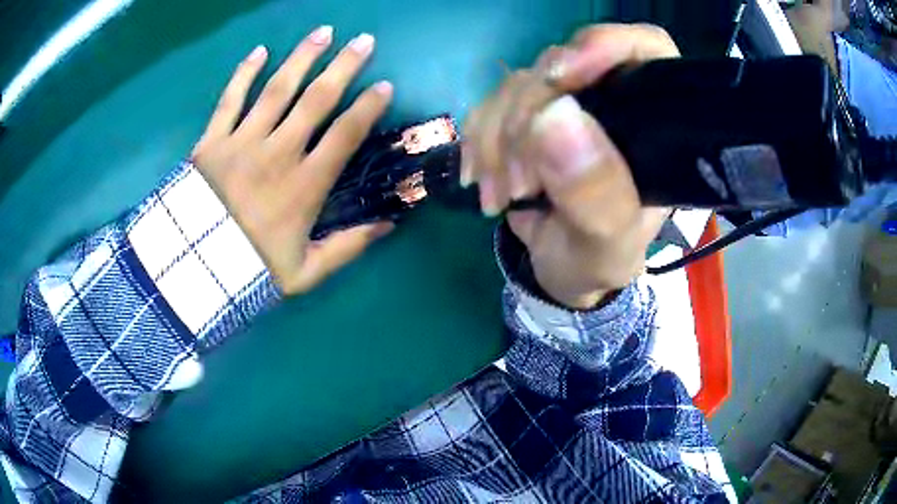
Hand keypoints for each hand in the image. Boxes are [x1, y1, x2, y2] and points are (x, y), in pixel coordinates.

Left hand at [191, 26, 393, 295]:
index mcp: (303, 187)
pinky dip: (244, 74)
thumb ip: (348, 248)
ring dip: (302, 59)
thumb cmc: (251, 270)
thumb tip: (389, 224)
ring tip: (323, 32)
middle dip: (343, 67)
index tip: (385, 86)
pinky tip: (260, 51)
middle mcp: (277, 154)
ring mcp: (241, 143)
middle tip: (363, 41)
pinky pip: (229, 100)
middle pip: (315, 101)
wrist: (195, 272)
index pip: (344, 136)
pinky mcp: (211, 142)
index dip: (367, 108)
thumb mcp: (306, 272)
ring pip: (276, 91)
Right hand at [463, 24, 677, 308]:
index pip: (644, 50)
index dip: (604, 46)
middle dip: (528, 118)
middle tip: (522, 183)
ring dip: (496, 139)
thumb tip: (553, 116)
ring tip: (501, 196)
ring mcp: (565, 103)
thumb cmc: (599, 259)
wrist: (561, 269)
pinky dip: (477, 142)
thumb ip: (597, 195)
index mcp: (653, 124)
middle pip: (562, 64)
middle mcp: (611, 101)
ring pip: (517, 84)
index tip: (562, 76)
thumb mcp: (608, 244)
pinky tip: (480, 180)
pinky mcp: (526, 115)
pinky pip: (488, 105)